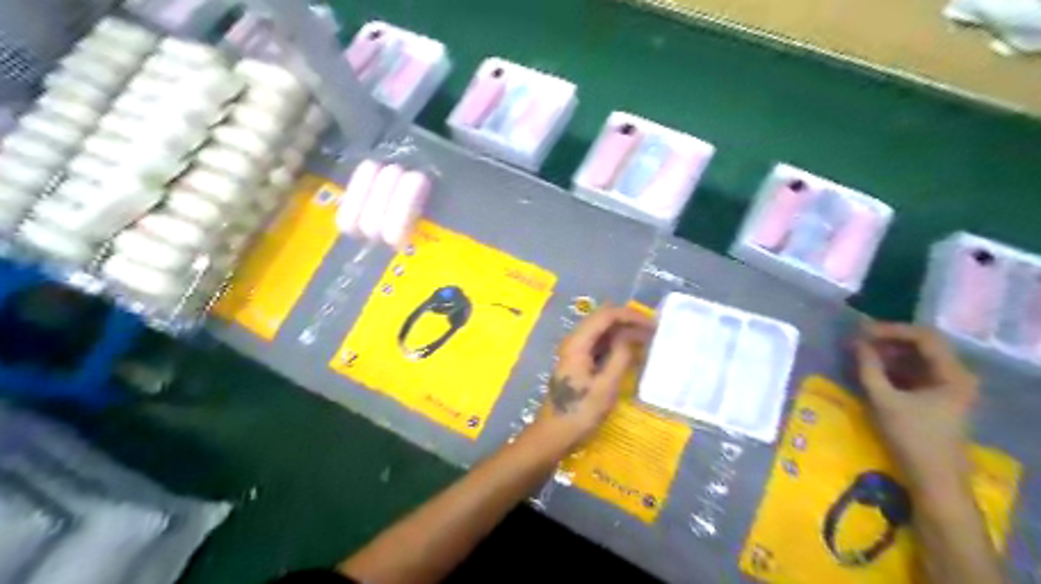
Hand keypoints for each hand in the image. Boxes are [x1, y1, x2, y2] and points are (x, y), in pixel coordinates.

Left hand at [532, 303, 651, 453]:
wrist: (553, 435)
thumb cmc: (579, 413)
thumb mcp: (605, 387)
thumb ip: (620, 357)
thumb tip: (632, 335)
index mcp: (578, 343)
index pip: (606, 315)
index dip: (631, 315)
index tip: (653, 325)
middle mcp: (575, 341)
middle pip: (603, 320)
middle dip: (629, 322)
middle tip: (654, 332)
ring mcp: (576, 352)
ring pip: (602, 332)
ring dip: (624, 333)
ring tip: (648, 341)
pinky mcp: (579, 363)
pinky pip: (600, 346)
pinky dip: (617, 346)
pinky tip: (633, 354)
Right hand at [853, 322, 976, 490]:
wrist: (934, 480)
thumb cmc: (911, 438)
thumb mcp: (884, 400)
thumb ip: (869, 367)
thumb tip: (856, 342)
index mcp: (953, 374)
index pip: (923, 337)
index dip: (890, 330)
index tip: (860, 331)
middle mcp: (956, 376)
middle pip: (921, 346)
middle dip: (887, 341)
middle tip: (857, 340)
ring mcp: (948, 388)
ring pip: (916, 359)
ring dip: (888, 354)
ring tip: (859, 353)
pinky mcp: (936, 399)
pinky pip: (914, 373)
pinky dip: (893, 368)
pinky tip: (871, 370)